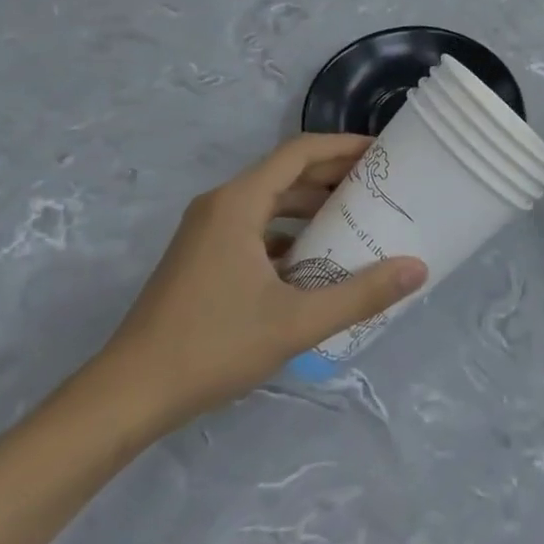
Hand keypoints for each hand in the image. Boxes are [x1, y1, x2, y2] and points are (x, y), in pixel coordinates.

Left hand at [97, 133, 426, 431]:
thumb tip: (418, 269)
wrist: (125, 397)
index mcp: (238, 203)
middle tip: (381, 185)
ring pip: (270, 201)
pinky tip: (315, 260)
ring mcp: (207, 232)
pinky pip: (255, 227)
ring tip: (357, 218)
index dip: (343, 146)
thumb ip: (360, 294)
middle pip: (286, 173)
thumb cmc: (211, 346)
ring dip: (312, 205)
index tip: (383, 152)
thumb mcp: (295, 322)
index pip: (300, 152)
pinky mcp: (202, 257)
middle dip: (334, 175)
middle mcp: (221, 205)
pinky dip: (289, 231)